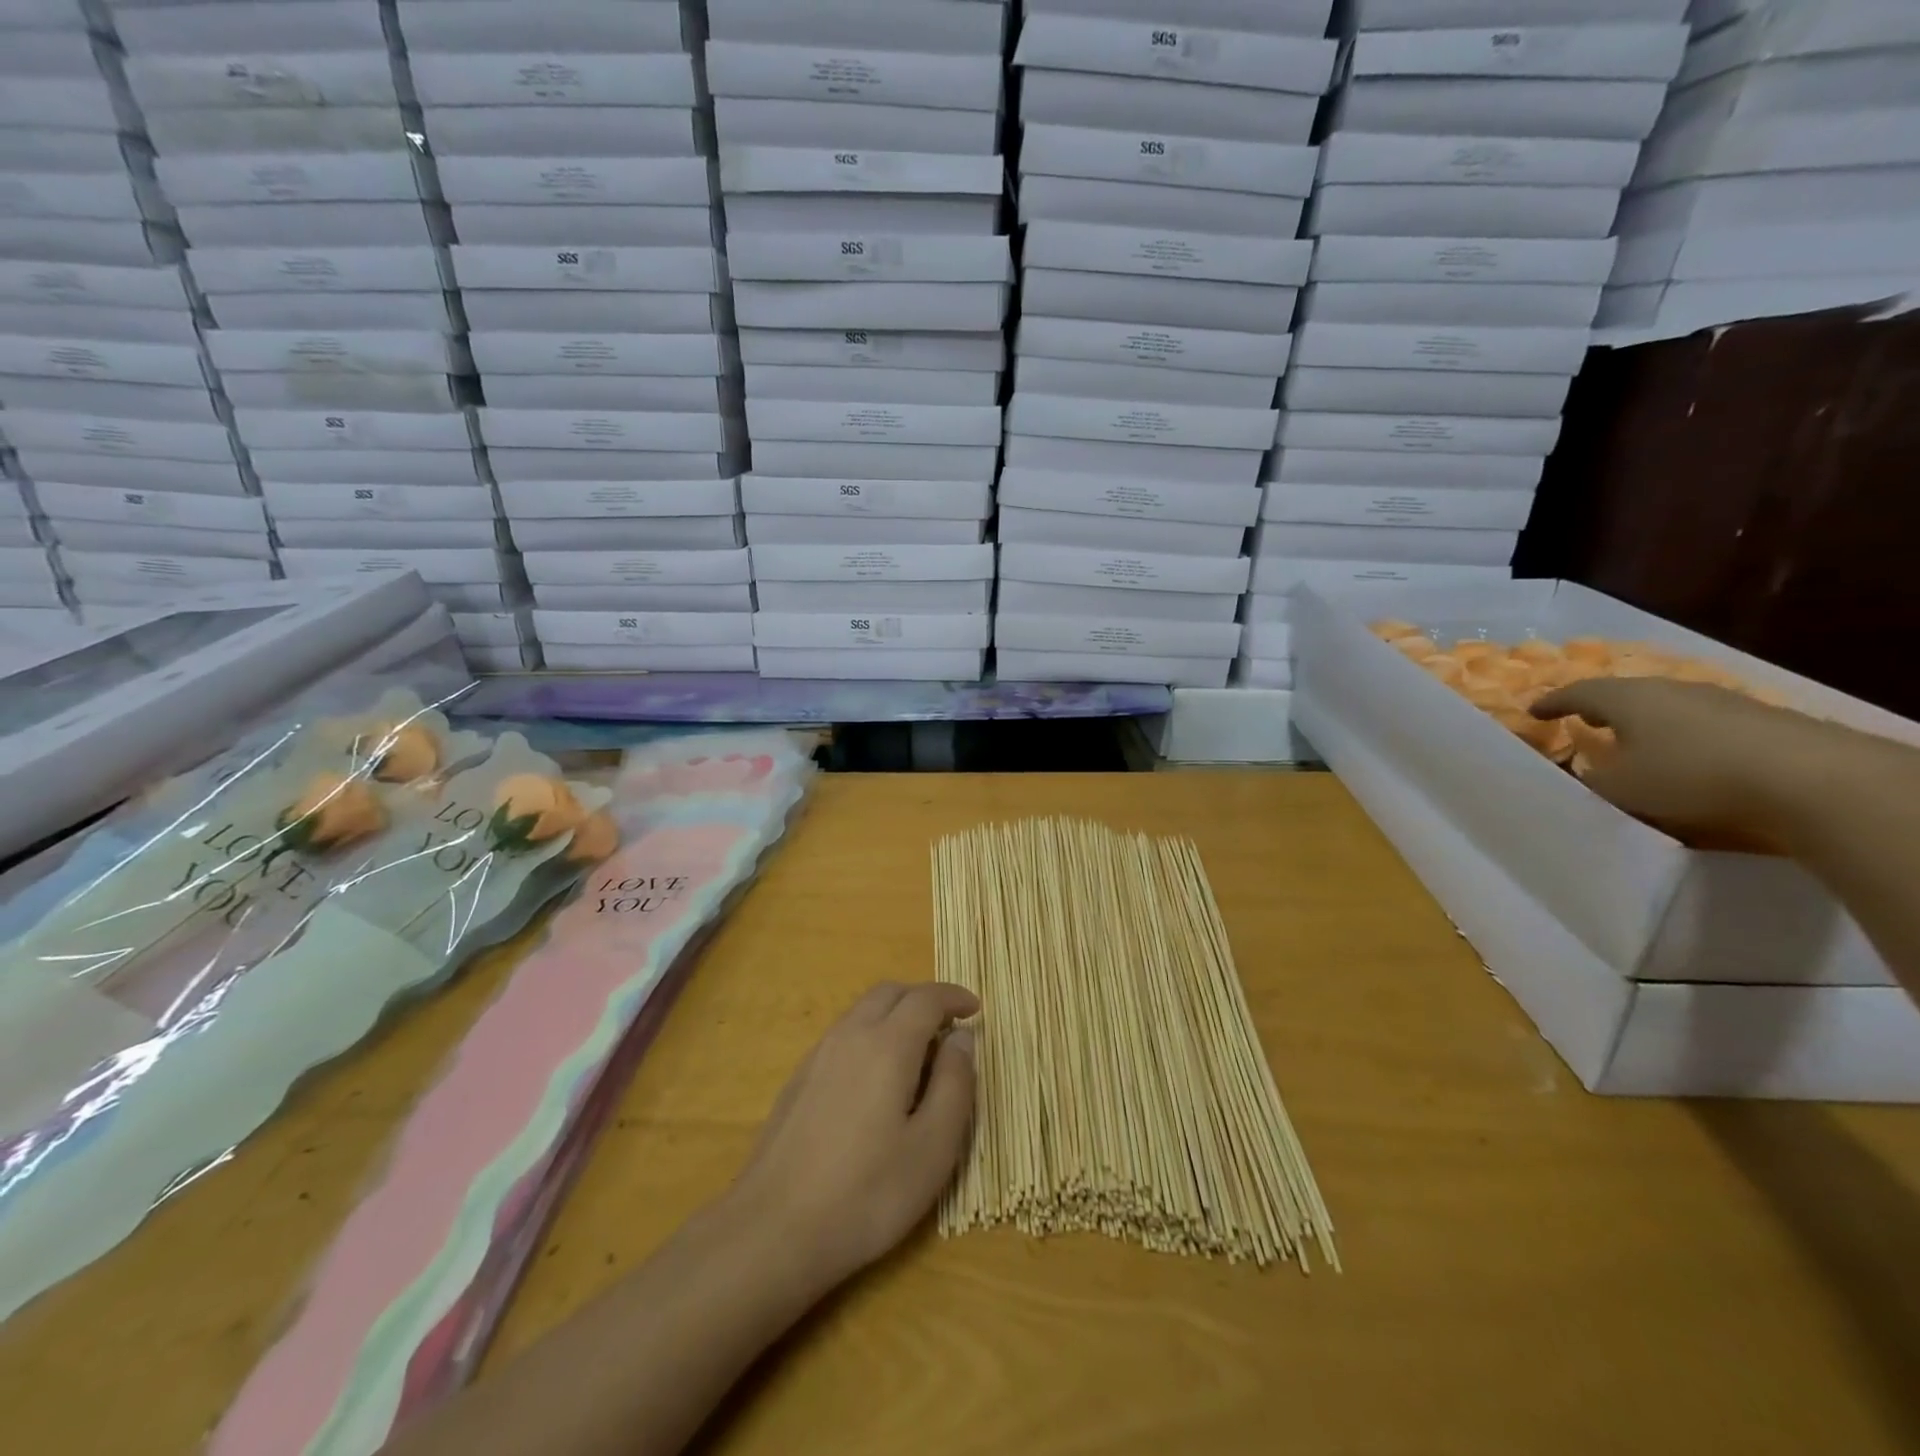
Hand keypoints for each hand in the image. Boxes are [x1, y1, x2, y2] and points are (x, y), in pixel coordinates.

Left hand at [730, 982, 977, 1285]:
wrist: (773, 1229)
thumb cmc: (866, 1193)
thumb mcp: (933, 1148)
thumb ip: (955, 1084)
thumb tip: (961, 1038)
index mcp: (888, 1044)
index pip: (927, 998)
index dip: (955, 997)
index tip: (976, 1009)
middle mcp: (851, 1035)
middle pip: (890, 992)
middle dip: (924, 999)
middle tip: (949, 1027)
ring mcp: (819, 1054)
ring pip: (863, 1010)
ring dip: (895, 1014)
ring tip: (917, 1053)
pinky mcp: (799, 1078)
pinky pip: (843, 1034)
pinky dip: (870, 1034)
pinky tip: (875, 1080)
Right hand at [1530, 678, 1862, 850]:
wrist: (1806, 776)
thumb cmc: (1688, 774)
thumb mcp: (1620, 786)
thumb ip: (1593, 777)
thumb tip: (1586, 769)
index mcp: (1625, 699)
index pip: (1576, 693)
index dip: (1552, 703)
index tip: (1533, 712)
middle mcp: (1667, 689)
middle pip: (1624, 694)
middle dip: (1601, 708)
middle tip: (1585, 722)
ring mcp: (1716, 700)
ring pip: (1664, 706)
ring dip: (1643, 722)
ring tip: (1633, 742)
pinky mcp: (1755, 719)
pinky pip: (1699, 722)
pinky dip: (1679, 734)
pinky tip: (1684, 755)